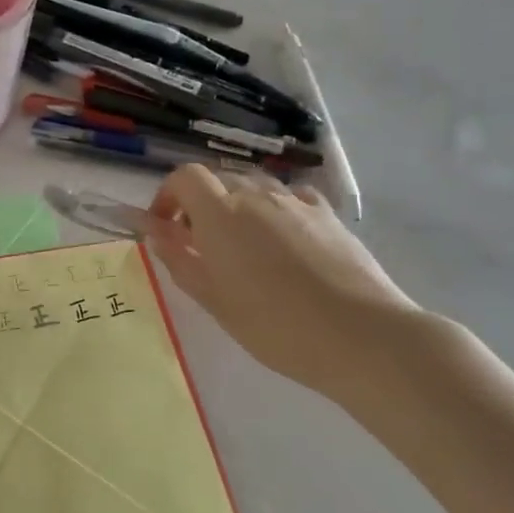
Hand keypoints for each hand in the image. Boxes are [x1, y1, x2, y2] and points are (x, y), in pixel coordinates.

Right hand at [148, 165, 429, 404]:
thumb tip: (151, 231)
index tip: (165, 227)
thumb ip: (177, 258)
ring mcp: (294, 202)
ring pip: (254, 187)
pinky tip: (284, 238)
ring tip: (243, 245)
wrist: (362, 335)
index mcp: (219, 213)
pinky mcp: (327, 215)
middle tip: (200, 245)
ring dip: (237, 206)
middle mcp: (254, 196)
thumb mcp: (213, 298)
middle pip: (217, 180)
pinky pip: (290, 197)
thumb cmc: (274, 324)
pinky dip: (275, 209)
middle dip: (200, 204)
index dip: (167, 196)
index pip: (183, 177)